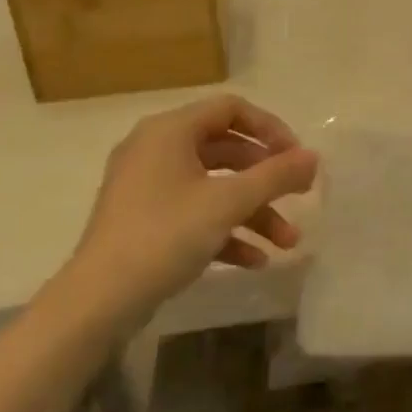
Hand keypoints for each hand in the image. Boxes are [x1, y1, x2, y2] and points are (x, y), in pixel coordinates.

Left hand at [68, 95, 318, 324]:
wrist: (97, 302)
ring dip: (254, 211)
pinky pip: (195, 213)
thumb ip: (276, 175)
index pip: (231, 109)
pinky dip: (226, 230)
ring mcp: (148, 187)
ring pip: (214, 187)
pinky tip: (255, 260)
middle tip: (300, 194)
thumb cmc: (164, 236)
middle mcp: (156, 150)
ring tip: (288, 242)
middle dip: (267, 179)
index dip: (270, 128)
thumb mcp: (229, 202)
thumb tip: (314, 157)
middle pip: (227, 150)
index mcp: (170, 131)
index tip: (296, 157)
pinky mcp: (145, 221)